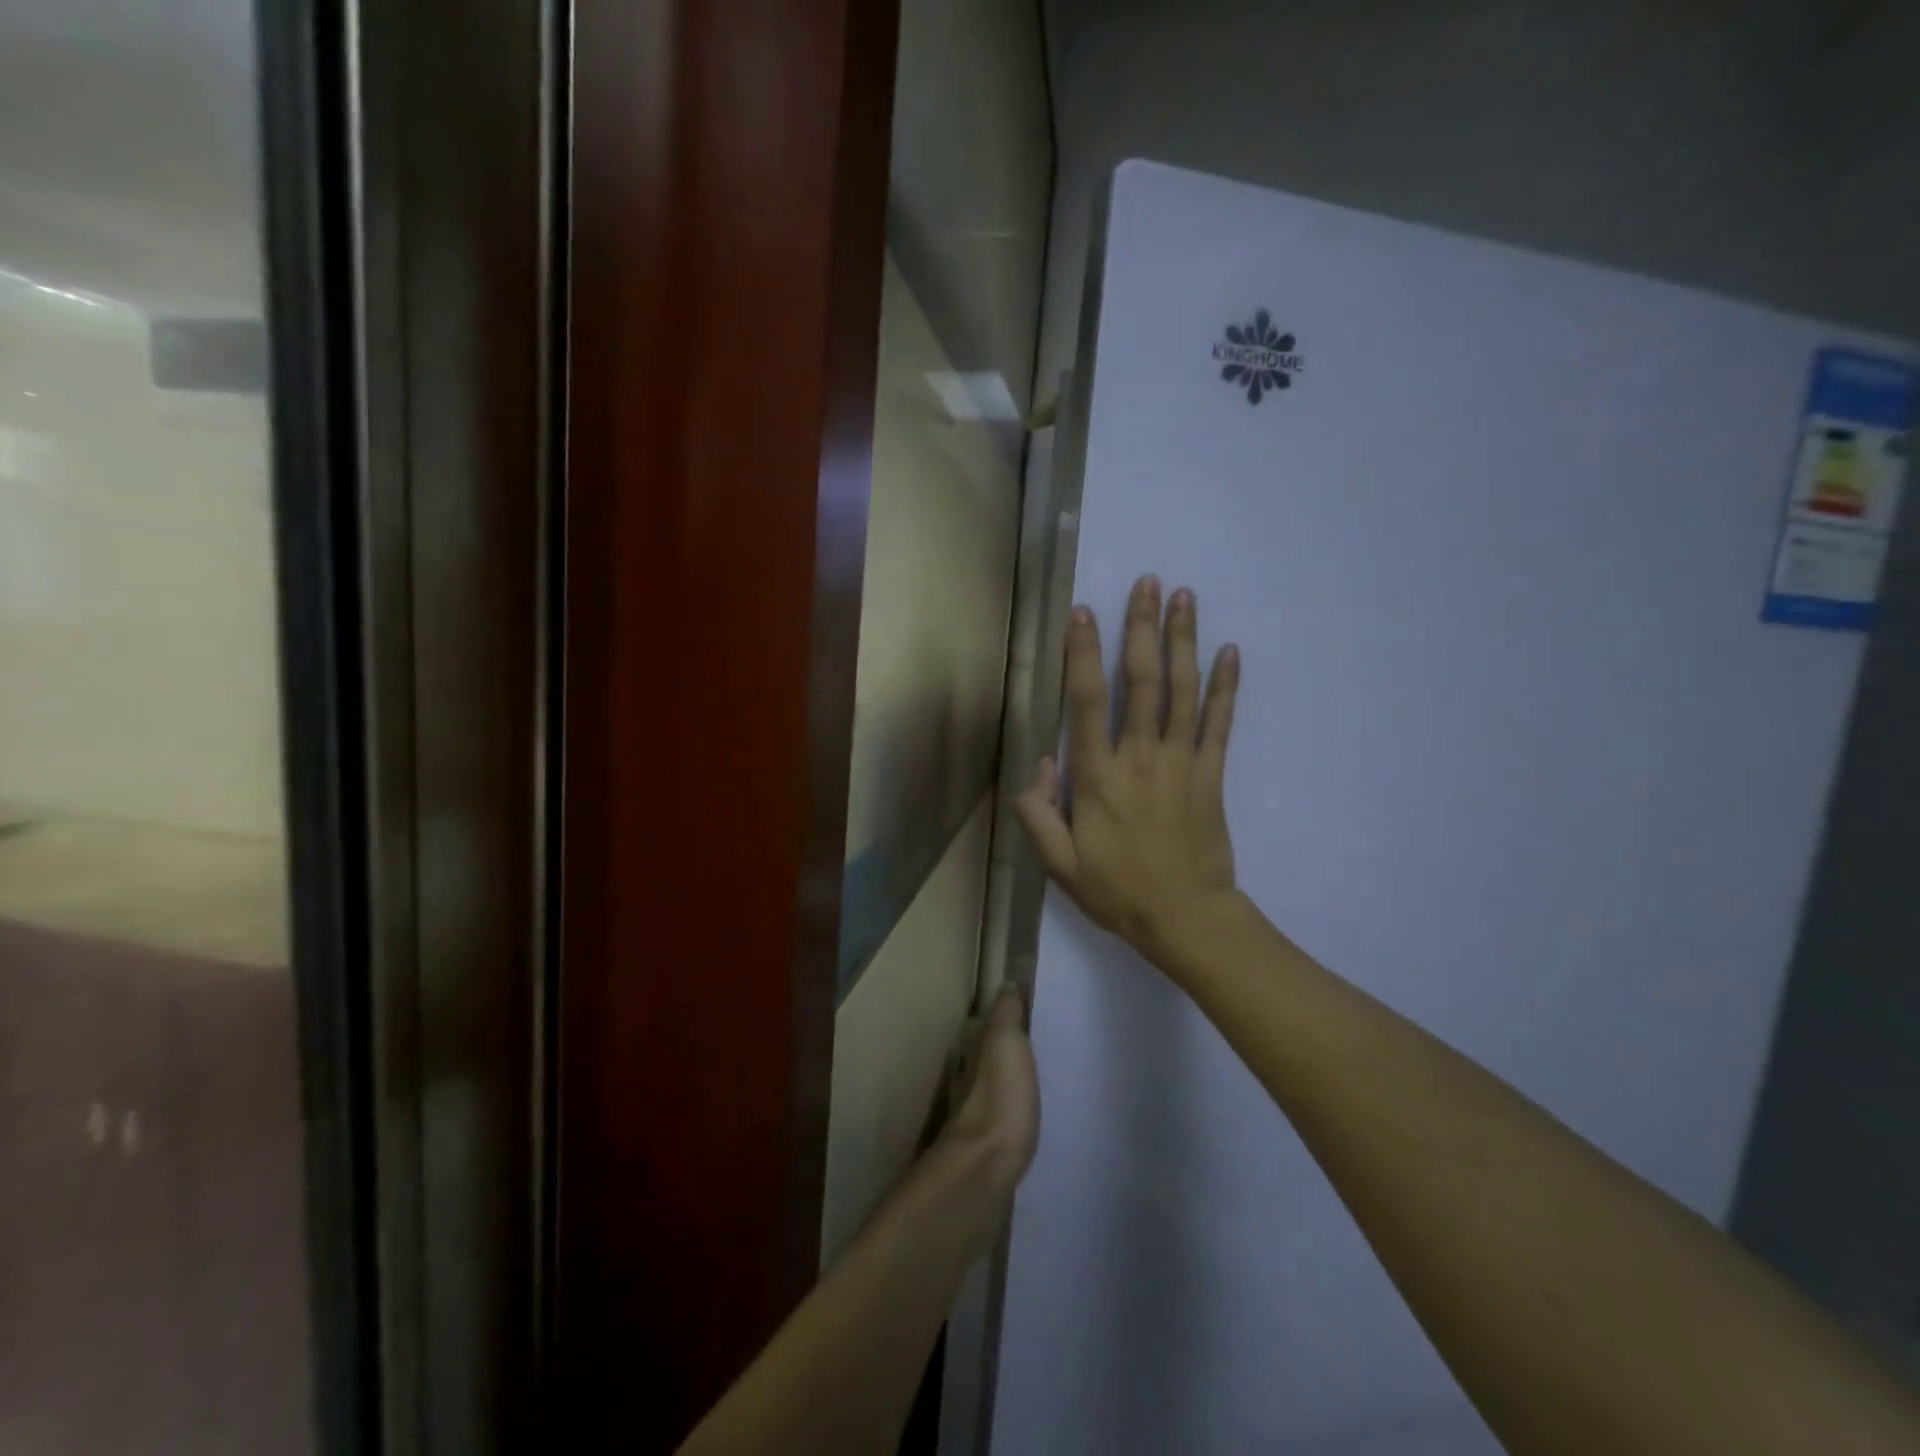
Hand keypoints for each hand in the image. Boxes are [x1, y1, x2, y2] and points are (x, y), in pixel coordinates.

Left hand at [943, 986, 1040, 1197]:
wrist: (984, 1169)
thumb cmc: (999, 1097)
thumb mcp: (1005, 1041)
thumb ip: (1006, 1013)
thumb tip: (1006, 984)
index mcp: (973, 1049)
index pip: (987, 1023)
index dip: (1006, 1015)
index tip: (1032, 1012)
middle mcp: (968, 1077)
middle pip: (988, 1055)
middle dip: (1009, 1049)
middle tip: (1044, 1046)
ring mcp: (975, 1113)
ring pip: (994, 1085)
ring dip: (1011, 1081)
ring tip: (1043, 1080)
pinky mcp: (988, 1146)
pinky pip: (1003, 1116)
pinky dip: (1014, 1110)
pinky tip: (1031, 1115)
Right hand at [1014, 575, 1242, 971]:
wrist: (1186, 919)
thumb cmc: (1117, 891)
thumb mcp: (1060, 864)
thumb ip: (1039, 813)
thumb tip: (1040, 763)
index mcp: (1098, 777)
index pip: (1087, 702)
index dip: (1083, 655)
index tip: (1083, 613)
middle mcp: (1139, 758)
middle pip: (1142, 682)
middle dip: (1143, 629)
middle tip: (1148, 583)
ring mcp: (1181, 763)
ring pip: (1182, 692)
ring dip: (1183, 641)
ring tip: (1185, 597)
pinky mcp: (1212, 774)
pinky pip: (1220, 723)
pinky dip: (1225, 686)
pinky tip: (1230, 652)